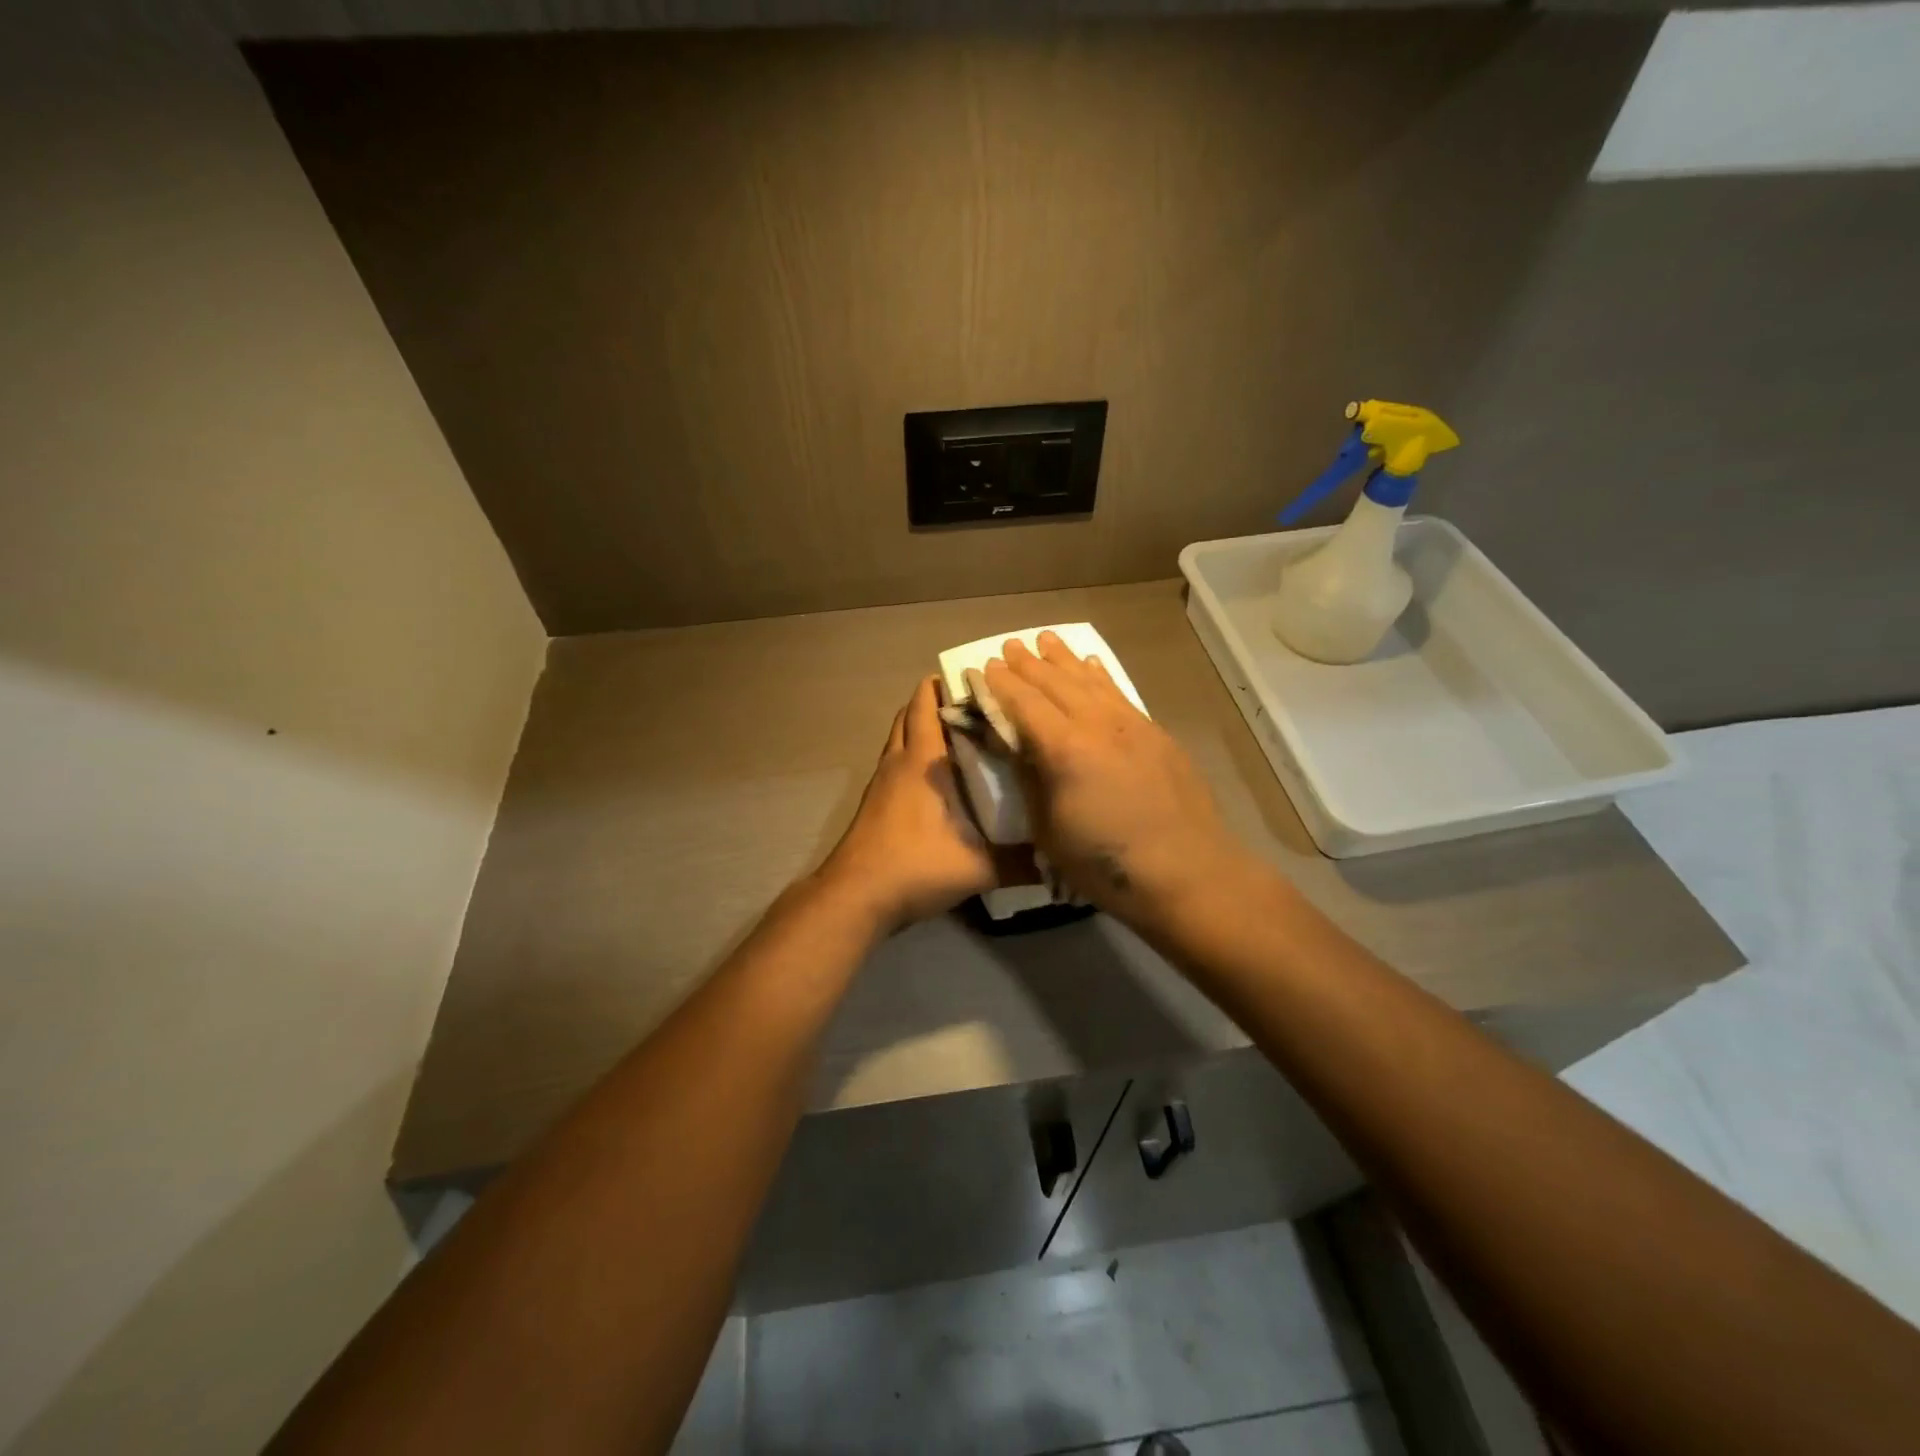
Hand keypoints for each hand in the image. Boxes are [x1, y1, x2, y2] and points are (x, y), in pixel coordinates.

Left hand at [817, 675, 996, 932]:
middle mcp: (898, 762)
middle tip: (976, 707)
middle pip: (909, 714)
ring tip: (962, 737)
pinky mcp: (874, 804)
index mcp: (921, 762)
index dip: (947, 685)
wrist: (856, 896)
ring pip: (900, 739)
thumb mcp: (978, 868)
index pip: (926, 705)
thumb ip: (1021, 863)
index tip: (979, 680)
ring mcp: (881, 783)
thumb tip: (1062, 860)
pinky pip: (895, 764)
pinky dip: (913, 757)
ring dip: (922, 729)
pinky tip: (939, 779)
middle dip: (936, 701)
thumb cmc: (915, 866)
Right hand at [983, 632, 1255, 928]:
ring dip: (1065, 659)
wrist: (1186, 872)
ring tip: (1046, 640)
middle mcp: (1097, 725)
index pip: (1025, 703)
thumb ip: (1031, 781)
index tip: (986, 666)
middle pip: (1056, 684)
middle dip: (1029, 663)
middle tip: (1010, 645)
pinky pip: (1119, 693)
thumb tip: (1018, 747)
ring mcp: (1131, 725)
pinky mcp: (1156, 734)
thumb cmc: (1105, 863)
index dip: (1002, 684)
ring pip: (1090, 681)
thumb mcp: (1048, 830)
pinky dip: (1100, 676)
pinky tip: (1093, 665)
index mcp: (1064, 749)